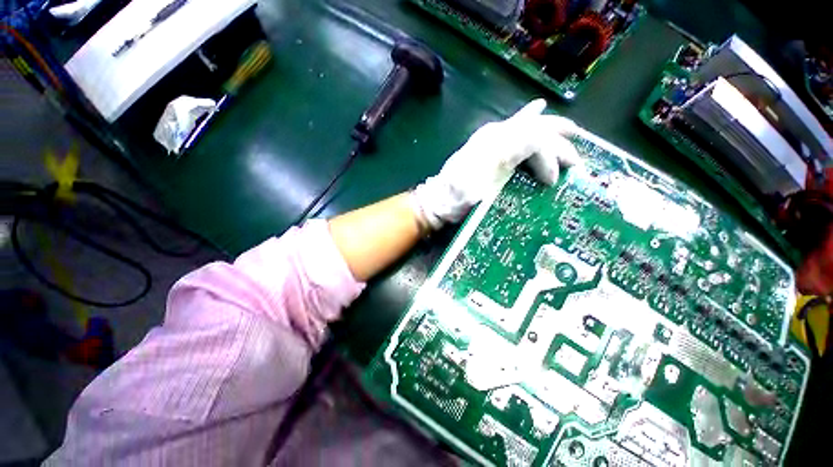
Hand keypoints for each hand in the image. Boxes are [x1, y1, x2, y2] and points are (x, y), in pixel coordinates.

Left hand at [412, 99, 581, 229]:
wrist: (439, 197)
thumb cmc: (460, 198)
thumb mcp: (483, 190)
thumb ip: (508, 165)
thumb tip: (537, 151)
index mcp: (497, 146)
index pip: (536, 141)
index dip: (550, 159)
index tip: (552, 182)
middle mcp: (495, 134)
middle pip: (536, 130)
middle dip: (560, 143)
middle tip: (576, 158)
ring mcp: (490, 135)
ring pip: (528, 124)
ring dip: (552, 128)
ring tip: (571, 130)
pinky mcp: (486, 141)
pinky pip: (513, 124)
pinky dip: (528, 117)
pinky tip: (538, 108)